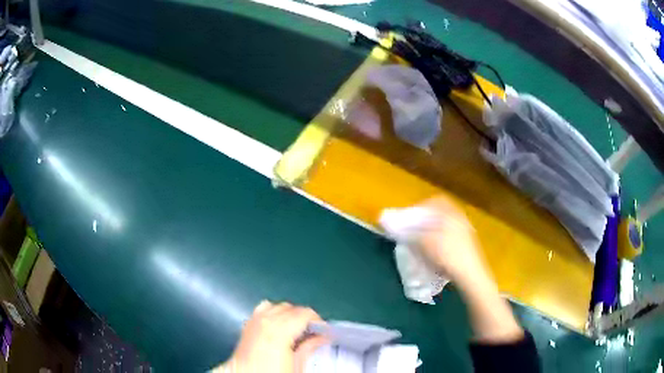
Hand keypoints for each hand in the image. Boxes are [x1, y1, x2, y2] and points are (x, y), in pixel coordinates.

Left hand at [215, 301, 327, 372]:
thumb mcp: (296, 366)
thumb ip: (308, 348)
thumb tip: (321, 337)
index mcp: (279, 330)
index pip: (304, 313)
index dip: (317, 320)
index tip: (323, 331)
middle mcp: (265, 321)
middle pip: (290, 308)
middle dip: (303, 317)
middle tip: (312, 333)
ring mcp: (253, 321)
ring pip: (276, 306)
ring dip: (288, 314)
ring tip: (295, 329)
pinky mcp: (246, 326)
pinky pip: (262, 310)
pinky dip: (272, 313)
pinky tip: (276, 326)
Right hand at [416, 197, 523, 342]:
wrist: (471, 277)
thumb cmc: (449, 257)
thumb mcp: (427, 243)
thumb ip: (412, 233)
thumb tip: (400, 228)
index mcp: (453, 214)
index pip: (436, 201)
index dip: (421, 207)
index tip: (410, 218)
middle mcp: (460, 220)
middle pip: (439, 214)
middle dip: (424, 221)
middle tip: (413, 231)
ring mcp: (464, 232)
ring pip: (443, 226)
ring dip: (430, 232)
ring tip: (420, 243)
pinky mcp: (465, 245)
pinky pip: (448, 236)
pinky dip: (437, 241)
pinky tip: (432, 253)